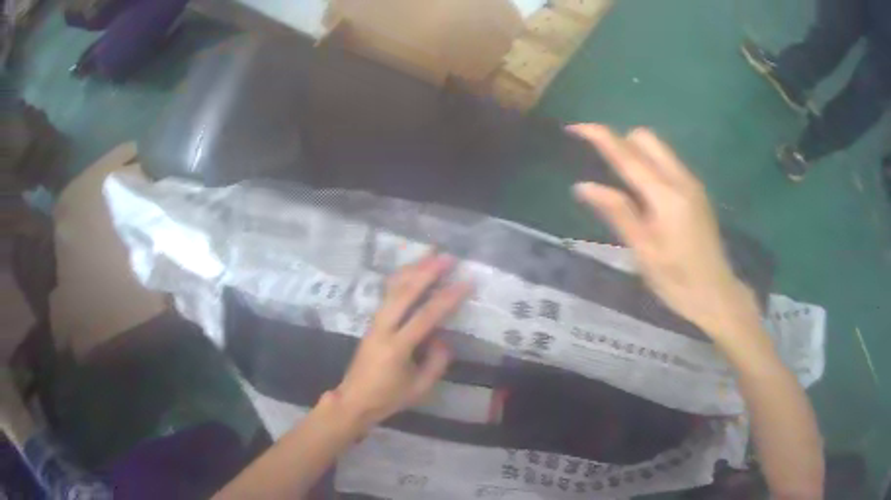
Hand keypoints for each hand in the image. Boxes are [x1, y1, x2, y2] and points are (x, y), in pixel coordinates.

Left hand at [334, 254, 470, 428]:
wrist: (354, 399)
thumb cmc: (388, 397)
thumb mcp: (420, 387)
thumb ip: (437, 362)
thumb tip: (444, 338)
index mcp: (396, 347)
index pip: (425, 316)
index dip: (447, 298)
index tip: (466, 283)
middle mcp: (383, 328)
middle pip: (404, 293)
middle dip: (427, 272)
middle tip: (447, 257)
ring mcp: (374, 322)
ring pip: (393, 288)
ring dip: (413, 269)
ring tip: (430, 253)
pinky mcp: (372, 322)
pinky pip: (387, 294)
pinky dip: (401, 278)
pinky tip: (411, 269)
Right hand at [569, 124, 758, 338]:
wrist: (717, 294)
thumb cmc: (677, 280)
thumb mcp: (643, 251)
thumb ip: (617, 212)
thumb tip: (584, 186)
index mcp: (665, 195)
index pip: (627, 155)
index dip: (600, 136)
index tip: (576, 127)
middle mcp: (681, 179)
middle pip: (646, 138)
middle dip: (620, 140)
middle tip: (600, 160)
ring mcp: (692, 183)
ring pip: (659, 148)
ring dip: (635, 150)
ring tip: (617, 174)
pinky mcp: (697, 191)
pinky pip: (668, 162)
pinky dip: (650, 162)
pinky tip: (642, 189)